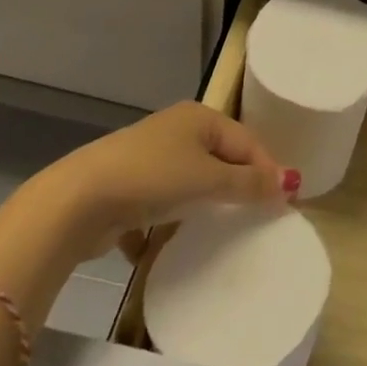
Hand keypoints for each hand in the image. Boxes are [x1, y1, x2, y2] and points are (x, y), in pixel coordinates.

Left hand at [66, 102, 295, 240]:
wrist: (77, 201)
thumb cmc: (151, 178)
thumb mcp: (207, 179)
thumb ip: (248, 183)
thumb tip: (289, 182)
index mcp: (199, 118)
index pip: (246, 141)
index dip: (267, 169)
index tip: (284, 202)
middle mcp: (175, 131)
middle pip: (218, 159)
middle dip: (235, 188)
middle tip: (256, 217)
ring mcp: (148, 159)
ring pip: (188, 183)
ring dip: (200, 207)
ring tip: (217, 233)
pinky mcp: (125, 188)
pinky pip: (157, 207)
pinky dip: (163, 226)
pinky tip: (163, 247)